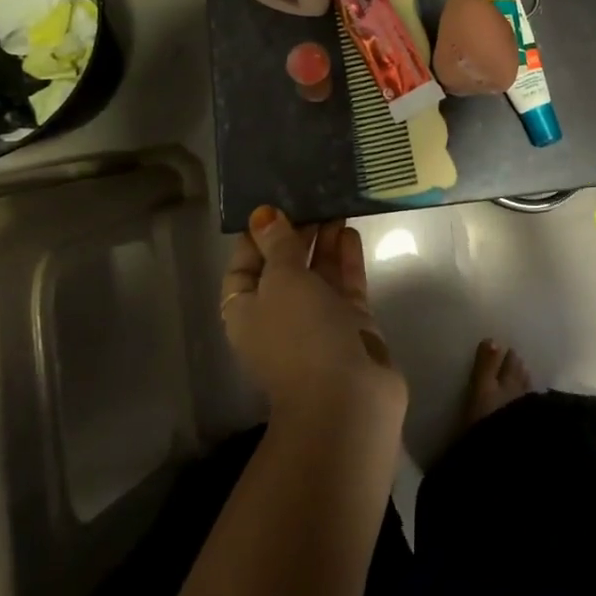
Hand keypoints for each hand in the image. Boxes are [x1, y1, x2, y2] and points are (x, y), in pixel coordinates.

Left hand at [221, 207, 407, 432]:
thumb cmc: (300, 334)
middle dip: (296, 233)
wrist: (346, 398)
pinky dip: (346, 258)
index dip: (256, 237)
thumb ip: (278, 245)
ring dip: (324, 240)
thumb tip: (263, 215)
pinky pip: (345, 284)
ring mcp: (318, 320)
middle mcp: (279, 315)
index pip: (243, 267)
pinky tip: (350, 231)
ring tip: (335, 204)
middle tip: (313, 197)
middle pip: (285, 266)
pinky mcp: (351, 324)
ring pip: (318, 272)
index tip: (274, 205)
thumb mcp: (282, 281)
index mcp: (246, 311)